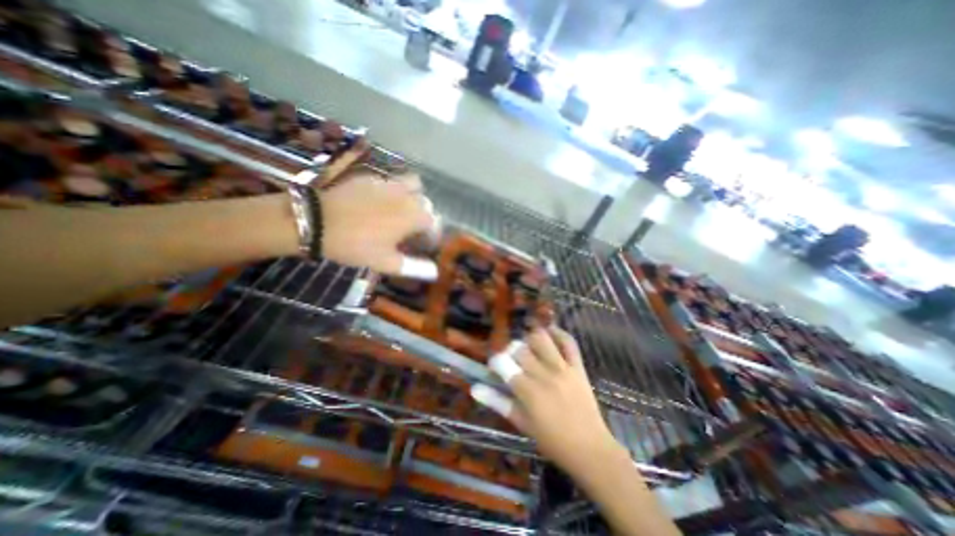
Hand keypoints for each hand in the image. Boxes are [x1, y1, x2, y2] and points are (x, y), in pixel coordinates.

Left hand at [318, 172, 440, 279]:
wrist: (317, 222)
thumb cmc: (356, 245)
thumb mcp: (386, 262)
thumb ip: (414, 267)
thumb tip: (434, 272)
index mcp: (415, 216)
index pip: (434, 224)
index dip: (431, 236)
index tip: (423, 246)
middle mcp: (407, 196)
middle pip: (426, 203)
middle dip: (424, 216)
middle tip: (411, 229)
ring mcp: (389, 183)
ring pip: (413, 185)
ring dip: (413, 196)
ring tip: (401, 209)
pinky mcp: (372, 177)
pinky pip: (391, 181)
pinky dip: (392, 191)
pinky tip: (378, 203)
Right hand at [472, 326, 624, 476]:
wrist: (590, 448)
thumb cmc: (551, 440)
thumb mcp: (521, 423)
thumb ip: (497, 402)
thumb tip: (474, 388)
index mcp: (528, 391)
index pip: (503, 363)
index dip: (495, 361)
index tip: (496, 365)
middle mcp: (544, 374)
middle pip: (520, 348)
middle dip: (511, 351)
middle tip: (513, 361)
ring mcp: (563, 367)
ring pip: (541, 338)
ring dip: (530, 338)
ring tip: (529, 347)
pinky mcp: (578, 366)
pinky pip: (569, 342)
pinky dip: (558, 333)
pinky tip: (549, 333)